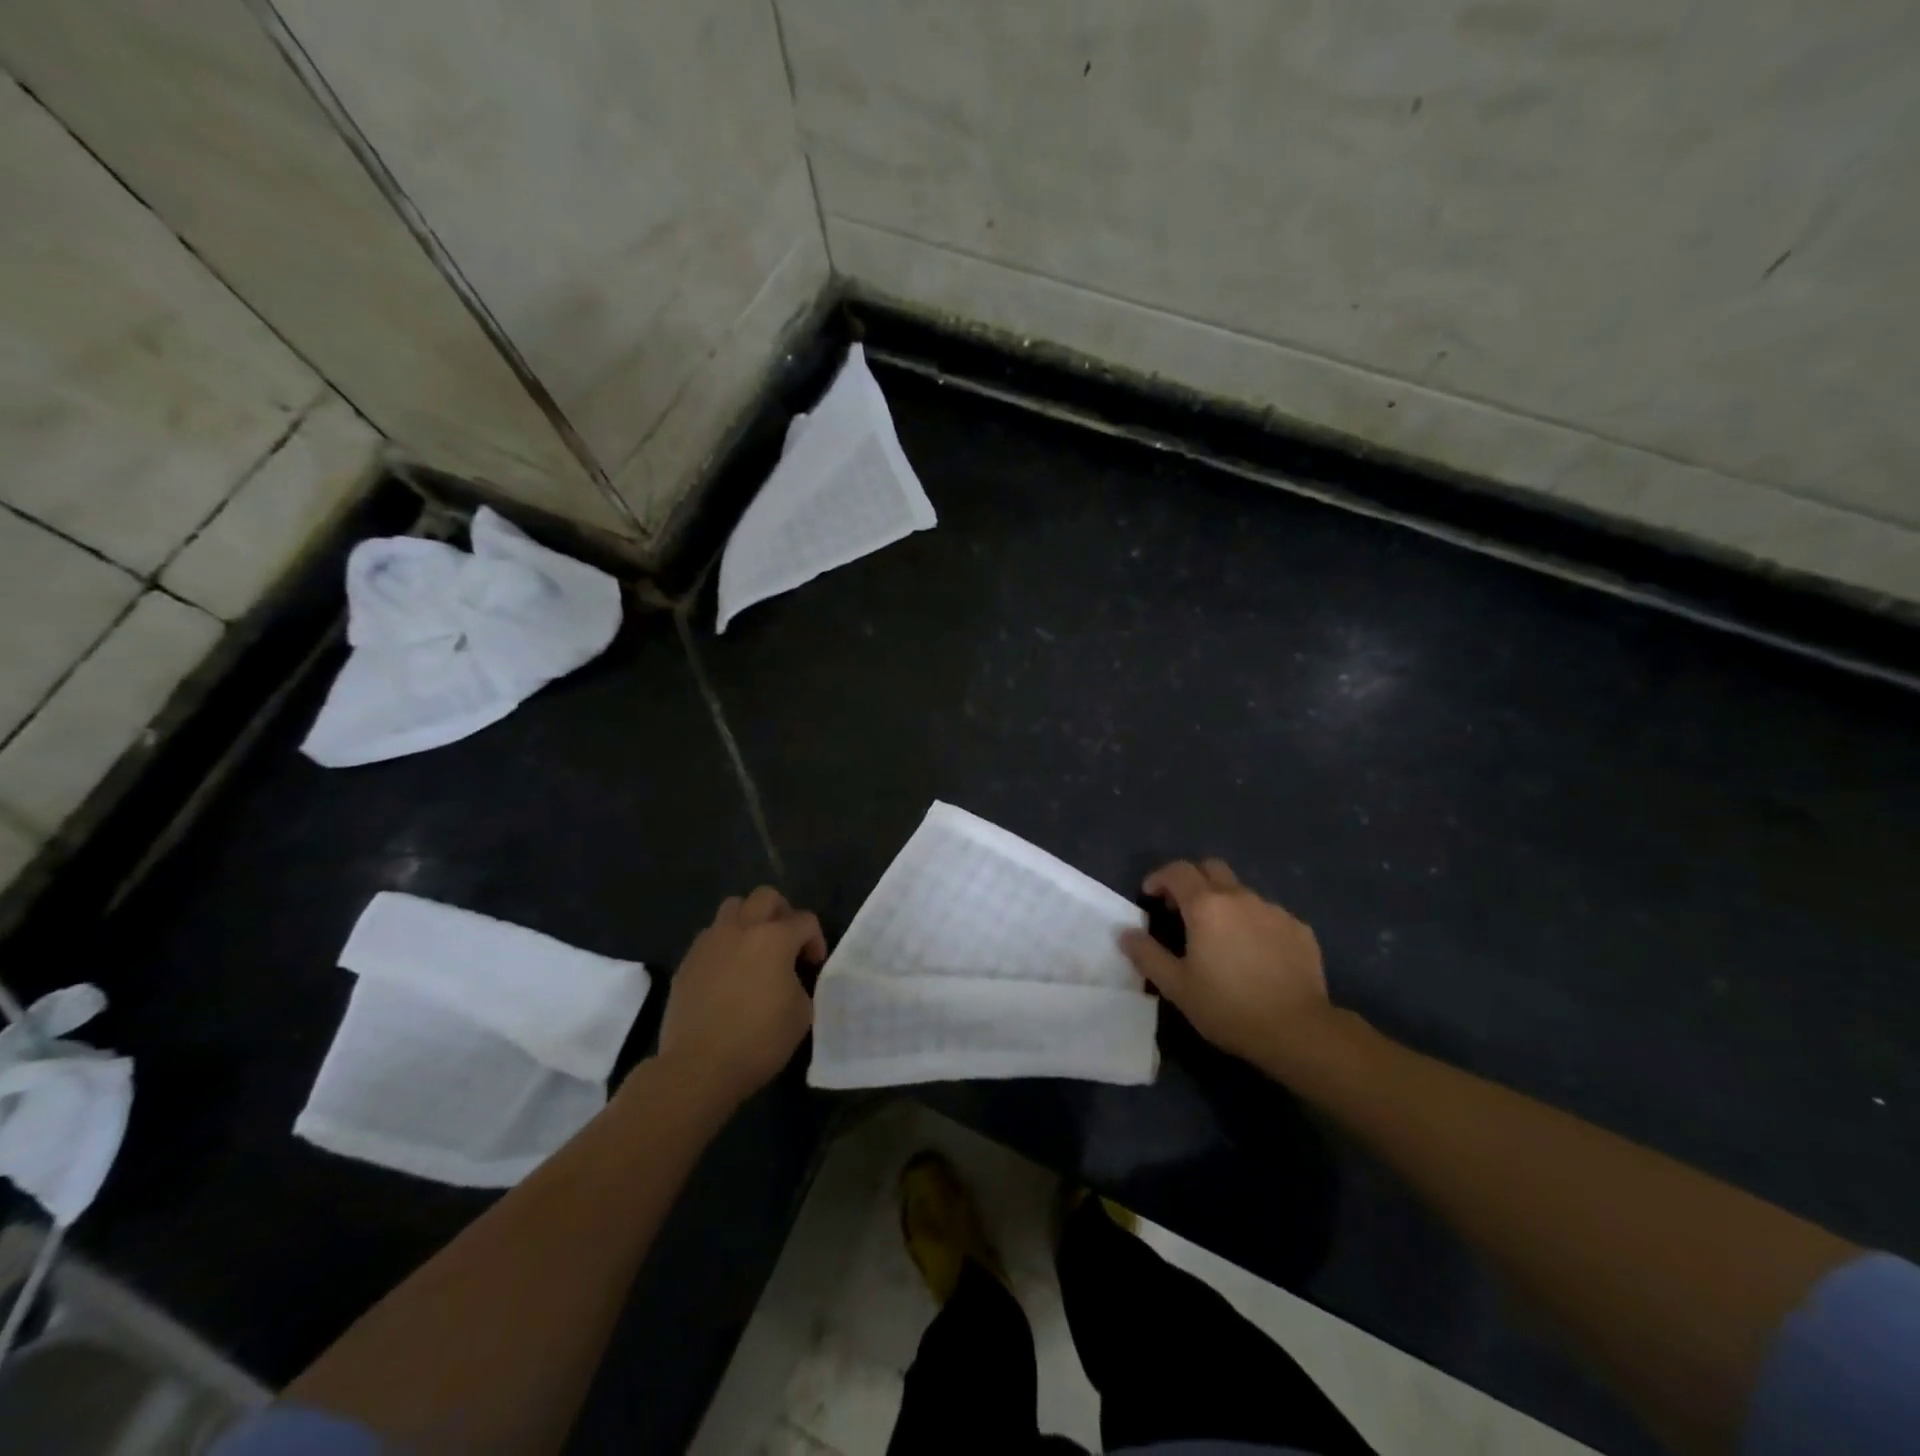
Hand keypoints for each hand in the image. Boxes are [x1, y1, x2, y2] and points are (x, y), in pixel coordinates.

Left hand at [657, 888, 824, 1104]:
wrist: (698, 1067)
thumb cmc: (759, 1040)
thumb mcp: (801, 1013)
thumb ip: (800, 983)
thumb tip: (788, 977)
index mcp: (774, 938)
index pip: (805, 920)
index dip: (815, 940)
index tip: (813, 965)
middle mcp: (741, 929)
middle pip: (765, 897)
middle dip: (782, 913)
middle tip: (786, 942)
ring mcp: (709, 943)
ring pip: (732, 908)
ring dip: (749, 921)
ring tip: (753, 950)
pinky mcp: (687, 962)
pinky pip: (710, 937)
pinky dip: (724, 945)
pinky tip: (728, 974)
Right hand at [1120, 859, 1337, 1070]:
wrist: (1298, 1030)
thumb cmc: (1228, 1007)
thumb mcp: (1176, 986)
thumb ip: (1147, 954)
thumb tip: (1125, 932)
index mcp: (1206, 905)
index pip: (1177, 871)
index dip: (1159, 878)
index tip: (1150, 897)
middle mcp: (1240, 897)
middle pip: (1211, 868)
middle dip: (1193, 881)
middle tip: (1183, 910)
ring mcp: (1274, 910)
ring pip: (1242, 892)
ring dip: (1225, 904)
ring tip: (1221, 938)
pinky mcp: (1299, 929)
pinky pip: (1268, 915)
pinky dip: (1254, 923)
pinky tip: (1255, 954)